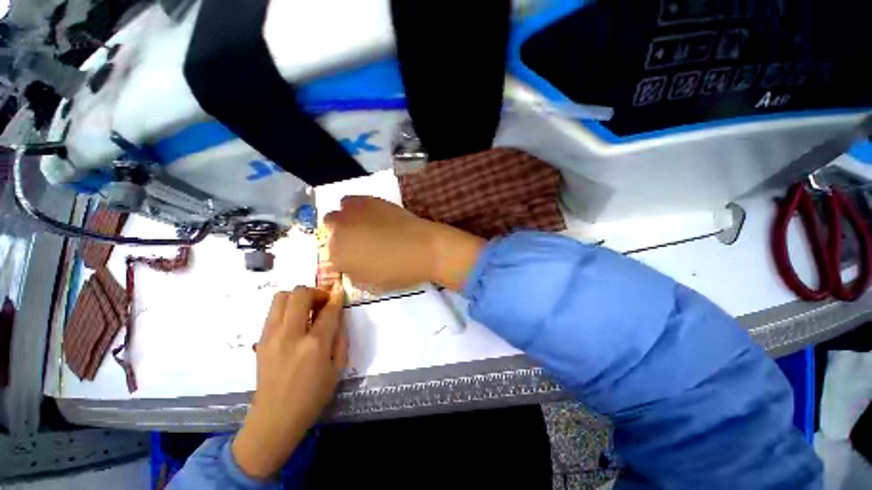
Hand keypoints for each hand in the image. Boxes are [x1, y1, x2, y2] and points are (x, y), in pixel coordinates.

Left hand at [232, 284, 347, 479]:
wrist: (274, 418)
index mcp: (315, 344)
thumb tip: (339, 314)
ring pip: (282, 297)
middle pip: (300, 294)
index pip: (328, 309)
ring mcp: (271, 336)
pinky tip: (294, 323)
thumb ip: (341, 337)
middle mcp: (291, 334)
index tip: (340, 292)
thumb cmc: (312, 396)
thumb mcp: (337, 368)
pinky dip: (286, 308)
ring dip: (298, 297)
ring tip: (307, 309)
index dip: (336, 297)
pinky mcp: (260, 340)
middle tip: (322, 302)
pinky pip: (273, 311)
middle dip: (315, 292)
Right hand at [323, 196, 484, 291]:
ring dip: (346, 219)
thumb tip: (352, 264)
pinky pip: (352, 201)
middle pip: (330, 229)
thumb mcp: (371, 285)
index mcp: (338, 256)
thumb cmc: (399, 271)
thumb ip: (354, 274)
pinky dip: (357, 208)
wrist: (423, 248)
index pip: (331, 256)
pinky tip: (371, 215)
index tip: (356, 260)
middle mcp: (339, 231)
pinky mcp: (368, 200)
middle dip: (340, 236)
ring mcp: (352, 213)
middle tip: (359, 242)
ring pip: (338, 212)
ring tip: (364, 226)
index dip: (345, 259)